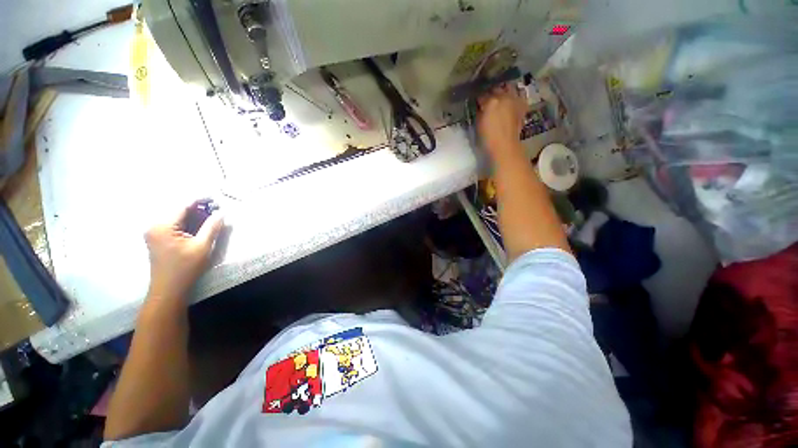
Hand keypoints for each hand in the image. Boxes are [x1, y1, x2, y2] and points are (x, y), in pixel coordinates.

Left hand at [144, 202, 223, 300]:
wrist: (169, 289)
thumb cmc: (185, 268)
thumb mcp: (202, 246)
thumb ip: (211, 227)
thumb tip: (220, 213)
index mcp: (162, 226)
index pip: (182, 206)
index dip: (199, 200)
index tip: (215, 198)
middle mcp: (154, 226)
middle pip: (178, 210)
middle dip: (198, 208)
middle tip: (216, 209)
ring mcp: (153, 232)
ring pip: (176, 217)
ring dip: (193, 216)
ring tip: (210, 216)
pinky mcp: (157, 238)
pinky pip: (173, 225)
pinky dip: (187, 223)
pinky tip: (199, 226)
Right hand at [477, 83, 527, 159]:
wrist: (504, 146)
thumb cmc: (487, 138)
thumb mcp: (478, 123)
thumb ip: (480, 111)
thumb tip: (481, 105)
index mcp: (490, 101)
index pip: (482, 95)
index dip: (479, 99)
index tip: (477, 103)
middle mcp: (504, 97)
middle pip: (495, 89)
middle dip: (491, 93)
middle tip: (488, 99)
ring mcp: (514, 100)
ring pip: (508, 88)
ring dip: (503, 90)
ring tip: (500, 97)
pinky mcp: (522, 106)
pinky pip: (519, 95)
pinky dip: (514, 95)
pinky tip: (511, 101)